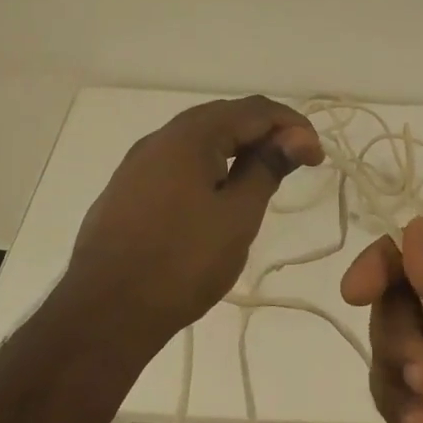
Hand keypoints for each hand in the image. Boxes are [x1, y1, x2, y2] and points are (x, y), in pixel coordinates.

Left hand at [64, 96, 323, 347]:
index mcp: (191, 134)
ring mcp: (138, 163)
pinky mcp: (127, 189)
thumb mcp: (237, 216)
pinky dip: (208, 166)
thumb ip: (267, 168)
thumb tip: (297, 136)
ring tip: (262, 178)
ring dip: (236, 149)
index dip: (293, 126)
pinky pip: (177, 162)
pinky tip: (217, 194)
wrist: (104, 312)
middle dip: (265, 133)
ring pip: (199, 139)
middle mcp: (161, 137)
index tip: (317, 157)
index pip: (255, 109)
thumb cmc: (182, 262)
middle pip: (225, 117)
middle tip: (295, 164)